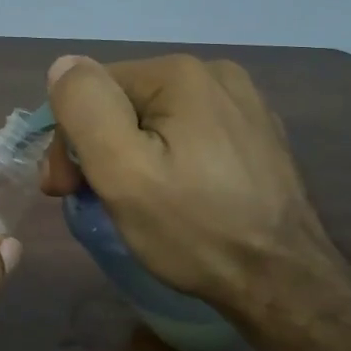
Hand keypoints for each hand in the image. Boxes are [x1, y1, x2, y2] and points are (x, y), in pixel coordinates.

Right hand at [41, 54, 342, 319]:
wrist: (286, 285)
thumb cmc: (195, 229)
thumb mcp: (121, 171)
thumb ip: (85, 108)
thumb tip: (64, 65)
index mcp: (180, 74)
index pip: (92, 88)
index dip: (69, 138)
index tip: (64, 188)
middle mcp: (215, 75)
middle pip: (123, 102)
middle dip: (97, 147)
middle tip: (86, 199)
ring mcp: (243, 105)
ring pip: (154, 120)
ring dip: (129, 155)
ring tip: (129, 203)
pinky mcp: (256, 137)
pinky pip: (188, 135)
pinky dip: (167, 159)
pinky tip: (173, 197)